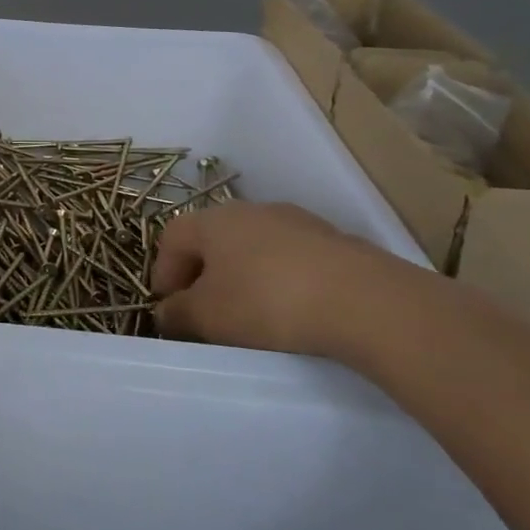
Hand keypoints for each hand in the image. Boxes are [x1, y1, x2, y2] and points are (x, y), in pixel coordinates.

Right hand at [149, 201, 440, 358]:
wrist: (366, 302)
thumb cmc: (267, 302)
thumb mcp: (207, 317)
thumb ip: (177, 314)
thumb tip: (166, 313)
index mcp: (213, 220)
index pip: (171, 238)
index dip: (163, 273)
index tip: (168, 309)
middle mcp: (251, 210)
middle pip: (213, 240)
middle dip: (203, 276)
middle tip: (205, 314)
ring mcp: (298, 222)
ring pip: (254, 249)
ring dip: (244, 278)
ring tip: (251, 318)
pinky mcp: (335, 243)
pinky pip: (292, 261)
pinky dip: (282, 283)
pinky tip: (293, 314)